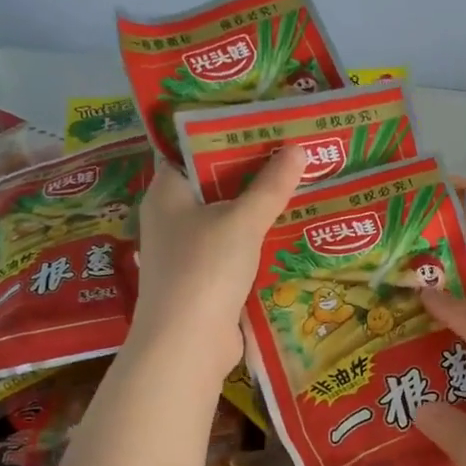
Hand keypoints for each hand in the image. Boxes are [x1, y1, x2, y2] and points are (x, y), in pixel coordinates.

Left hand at [128, 145, 304, 381]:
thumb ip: (271, 185)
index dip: (222, 131)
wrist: (187, 344)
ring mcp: (186, 251)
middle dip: (251, 170)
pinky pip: (233, 248)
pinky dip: (256, 240)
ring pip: (225, 218)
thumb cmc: (205, 269)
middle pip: (212, 183)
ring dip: (257, 207)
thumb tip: (298, 147)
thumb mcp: (243, 221)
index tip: (260, 121)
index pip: (188, 147)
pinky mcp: (203, 279)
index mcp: (167, 191)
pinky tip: (289, 231)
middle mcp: (170, 217)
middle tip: (291, 150)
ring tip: (299, 184)